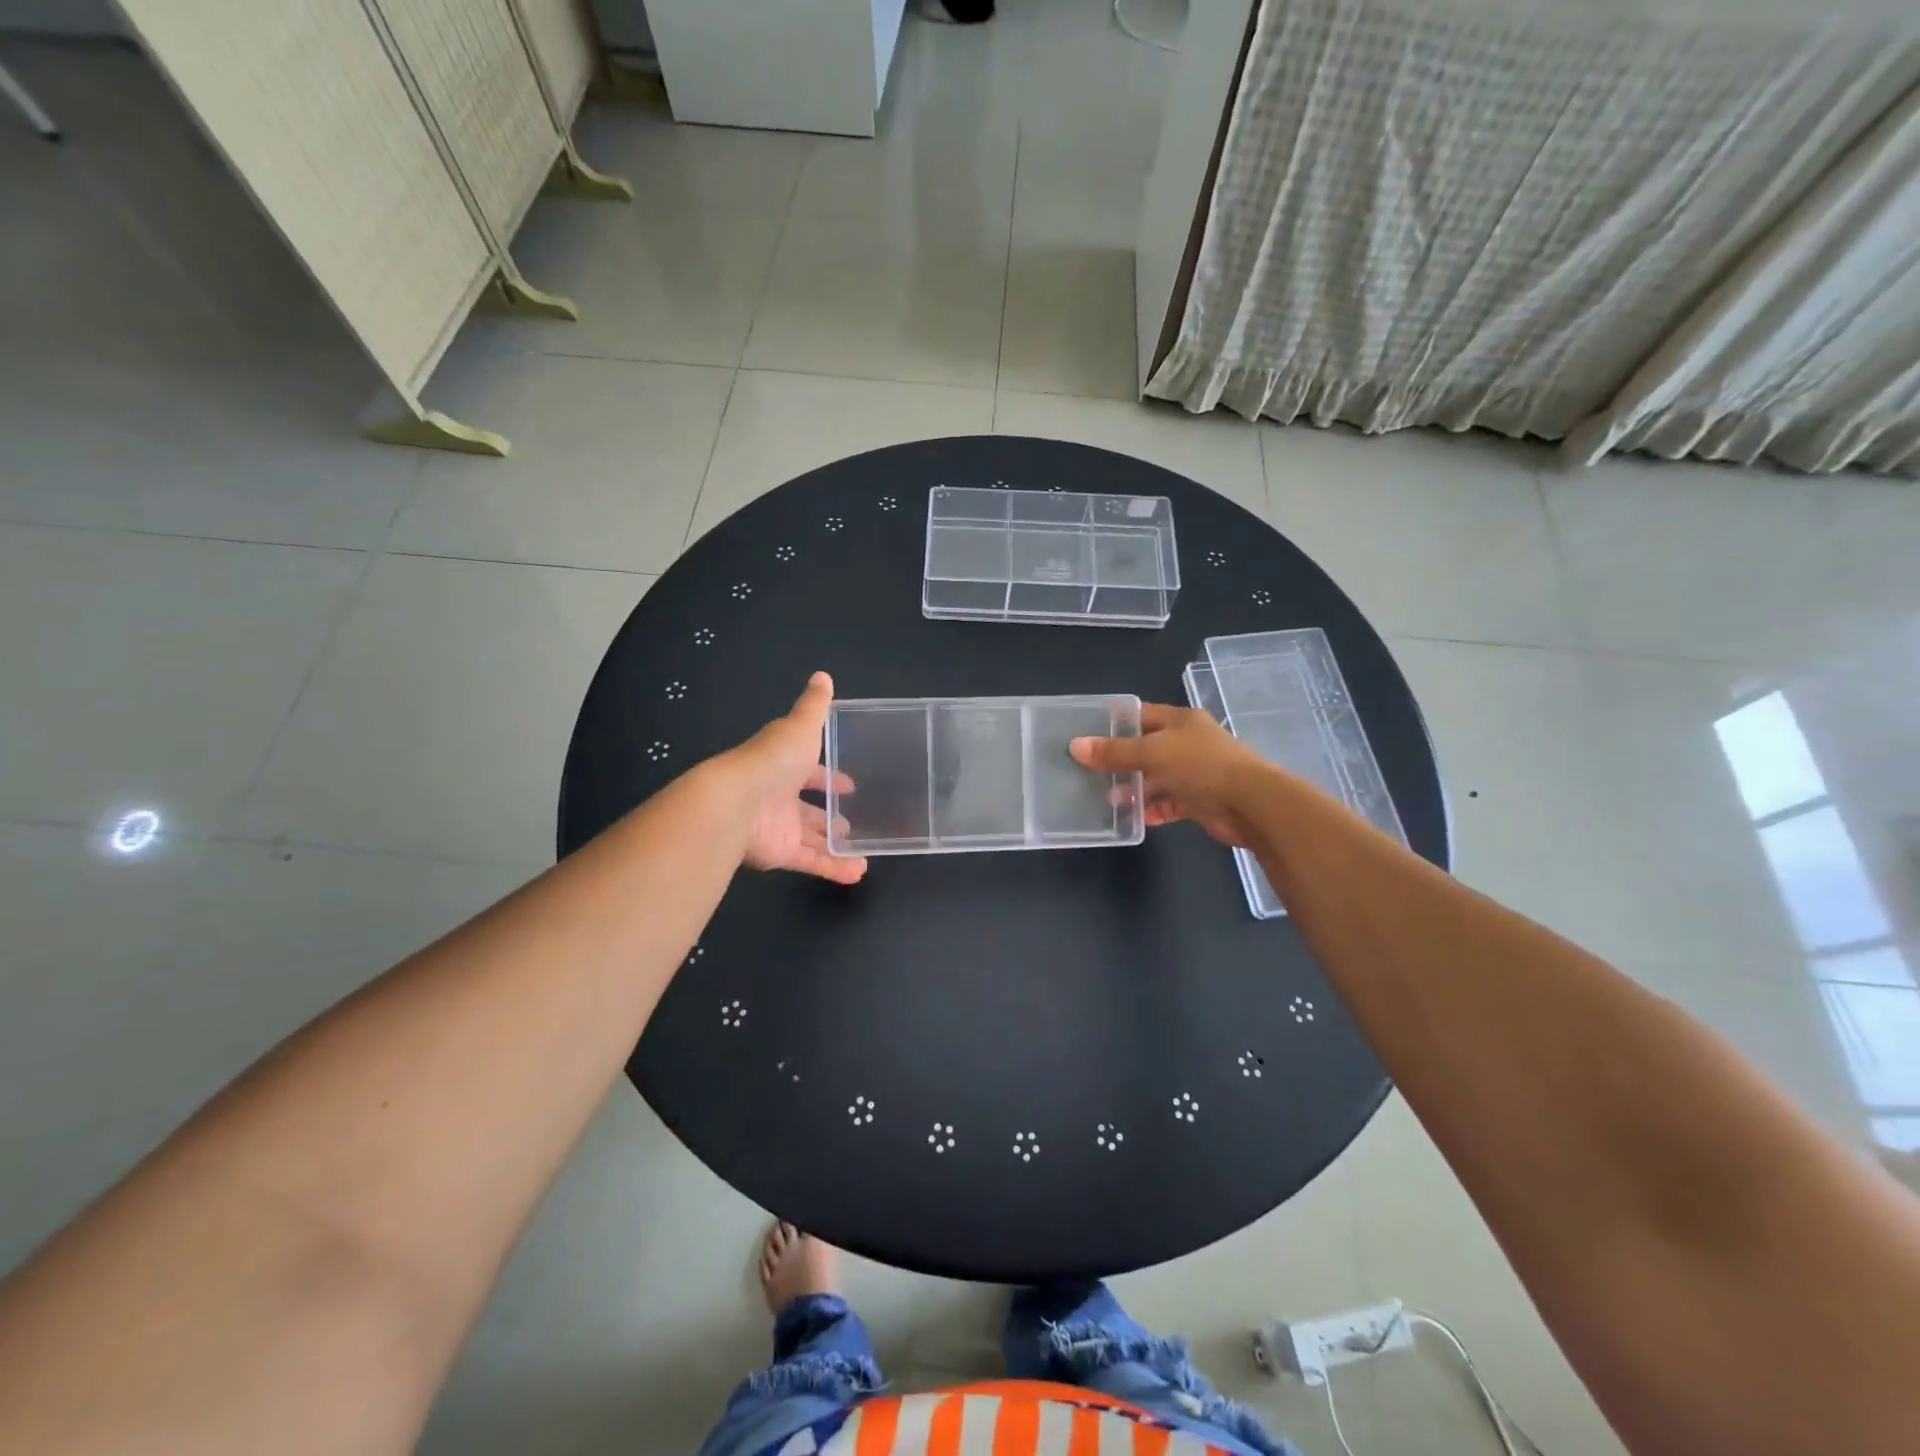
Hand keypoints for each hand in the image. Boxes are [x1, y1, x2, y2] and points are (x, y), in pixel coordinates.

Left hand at [724, 672, 866, 884]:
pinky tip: (857, 872)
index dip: (828, 778)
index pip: (809, 772)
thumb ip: (814, 706)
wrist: (735, 803)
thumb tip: (823, 676)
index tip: (850, 785)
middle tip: (854, 822)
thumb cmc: (772, 760)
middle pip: (808, 810)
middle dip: (830, 816)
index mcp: (783, 766)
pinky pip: (811, 861)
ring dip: (836, 846)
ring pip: (812, 839)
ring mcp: (779, 828)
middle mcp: (779, 797)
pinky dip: (834, 868)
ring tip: (865, 852)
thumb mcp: (800, 727)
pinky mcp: (780, 854)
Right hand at [1070, 702, 1272, 848]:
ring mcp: (1195, 772)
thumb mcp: (1152, 753)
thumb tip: (1075, 746)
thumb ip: (1114, 752)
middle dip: (1121, 760)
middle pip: (1147, 747)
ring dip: (1135, 788)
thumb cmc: (1201, 766)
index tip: (1087, 733)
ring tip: (1108, 798)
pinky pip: (1170, 803)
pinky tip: (1133, 818)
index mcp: (1180, 721)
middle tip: (1089, 771)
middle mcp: (1188, 743)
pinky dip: (1153, 809)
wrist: (1251, 804)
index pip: (1141, 715)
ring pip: (1157, 778)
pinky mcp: (1200, 800)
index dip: (1115, 722)